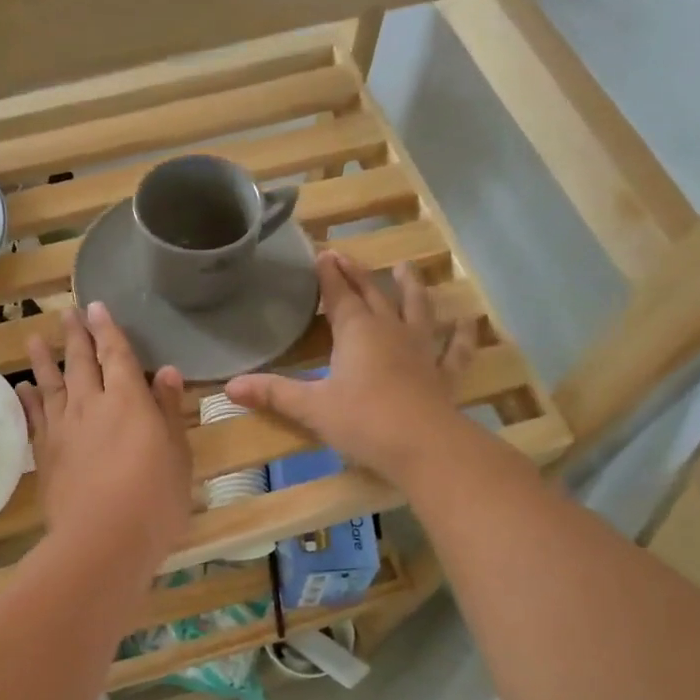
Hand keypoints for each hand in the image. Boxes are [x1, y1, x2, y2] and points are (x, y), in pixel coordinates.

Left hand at [19, 303, 191, 569]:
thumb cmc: (154, 499)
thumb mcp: (177, 454)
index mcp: (128, 400)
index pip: (117, 354)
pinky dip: (28, 400)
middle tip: (68, 312)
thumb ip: (169, 410)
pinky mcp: (45, 454)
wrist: (103, 539)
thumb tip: (166, 371)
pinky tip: (23, 389)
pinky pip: (34, 418)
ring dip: (44, 359)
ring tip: (35, 337)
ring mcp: (63, 429)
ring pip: (51, 384)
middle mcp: (91, 405)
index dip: (108, 329)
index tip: (96, 307)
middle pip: (81, 362)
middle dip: (76, 335)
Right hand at [225, 254, 475, 482]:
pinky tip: (469, 321)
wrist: (424, 446)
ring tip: (406, 267)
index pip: (338, 295)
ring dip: (411, 287)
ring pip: (417, 309)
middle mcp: (390, 331)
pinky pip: (455, 349)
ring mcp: (421, 350)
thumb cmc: (363, 421)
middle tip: (346, 255)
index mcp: (356, 332)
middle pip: (373, 294)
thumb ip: (273, 394)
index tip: (322, 254)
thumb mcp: (311, 408)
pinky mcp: (443, 375)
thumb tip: (229, 387)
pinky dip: (463, 334)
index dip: (328, 275)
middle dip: (357, 274)